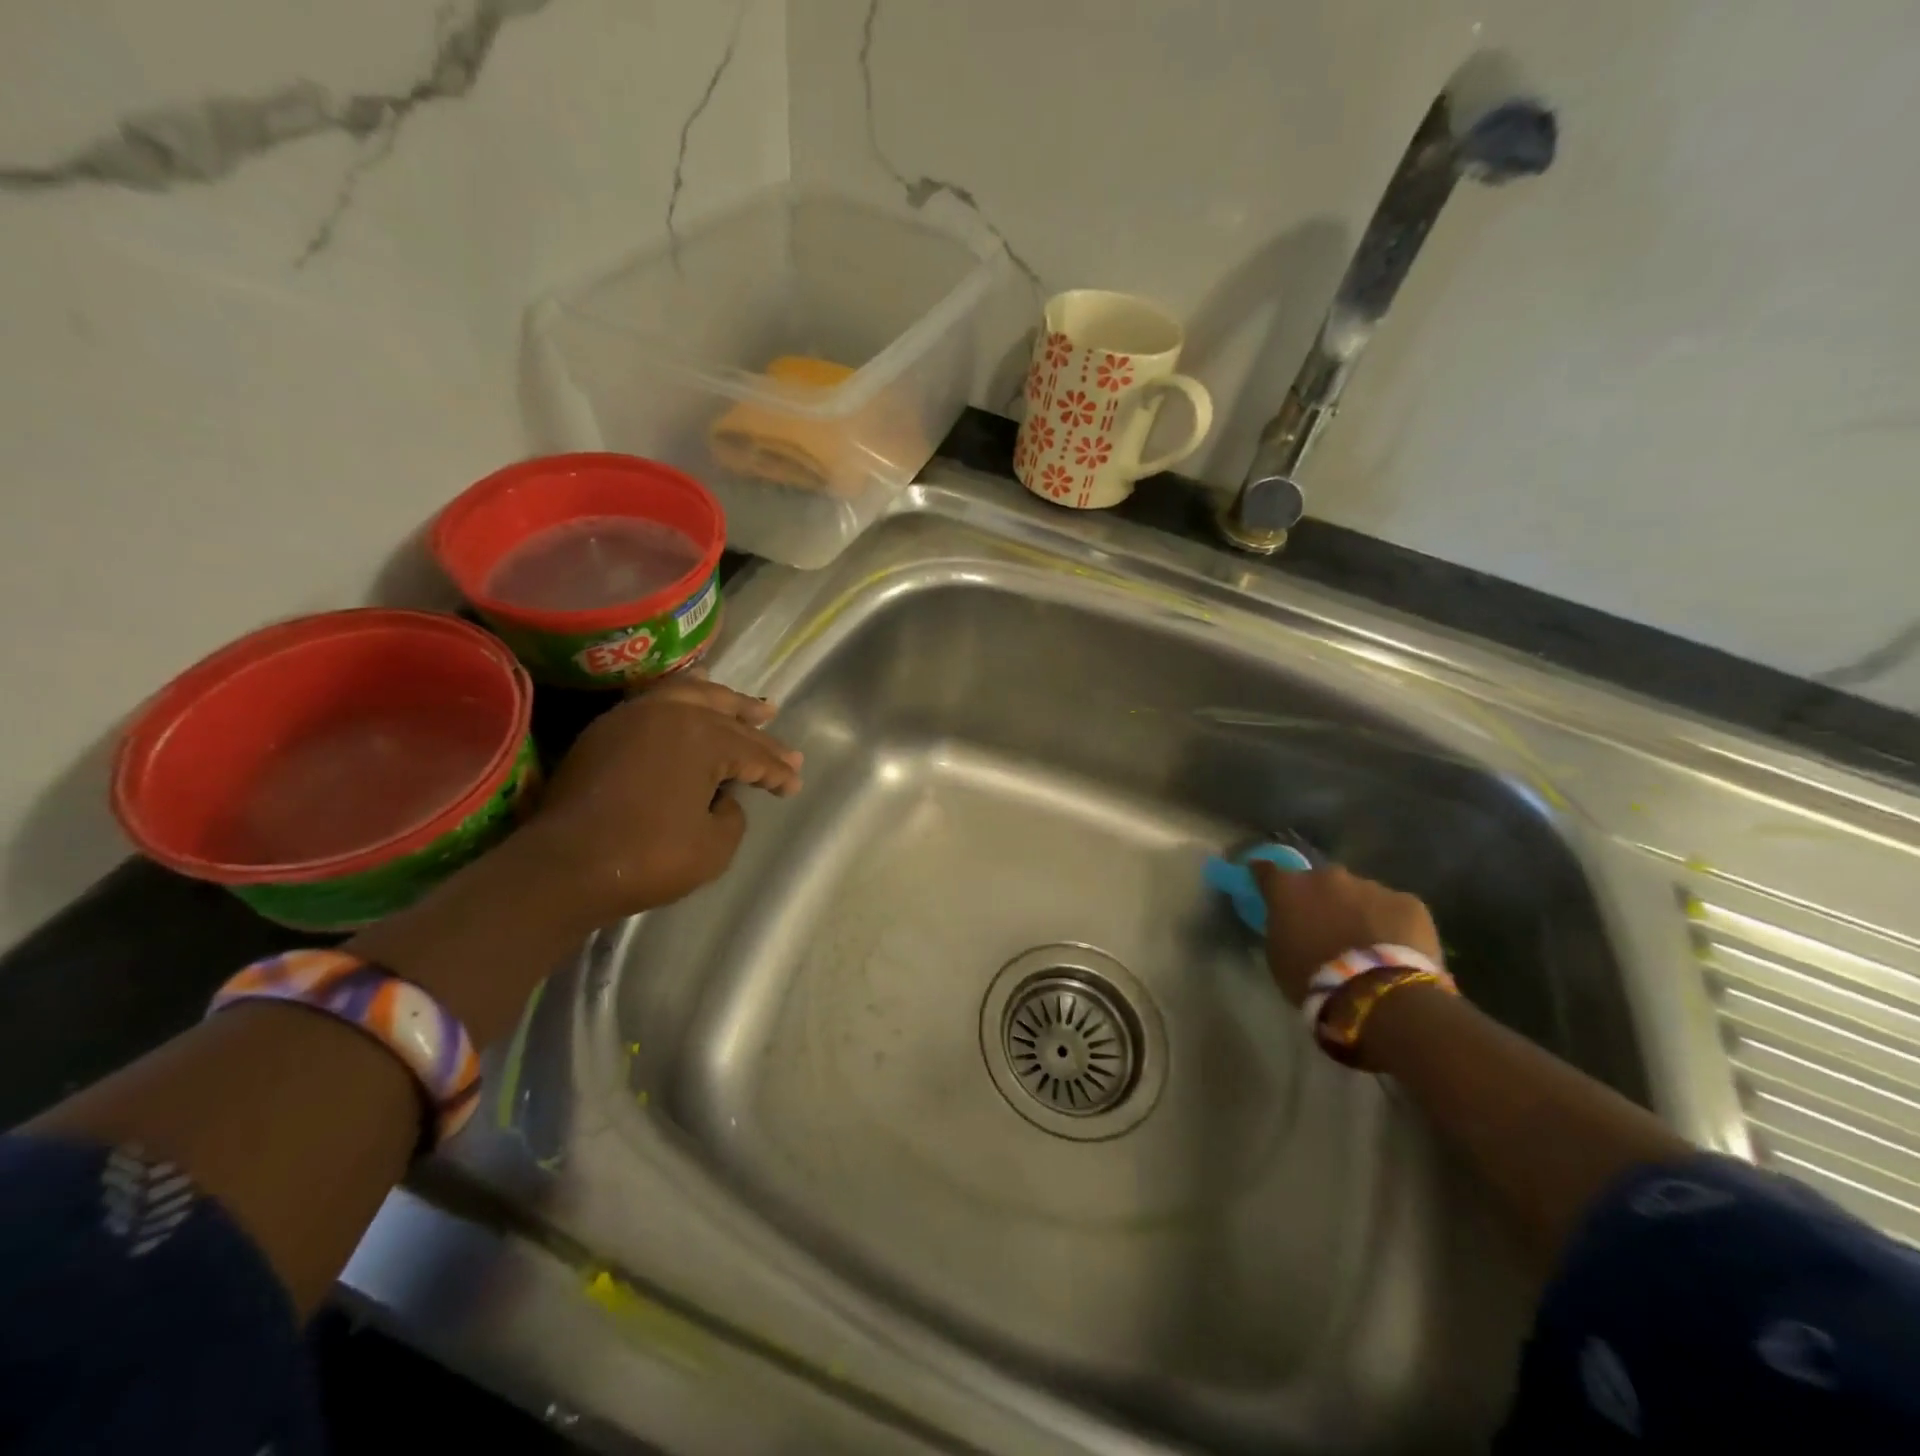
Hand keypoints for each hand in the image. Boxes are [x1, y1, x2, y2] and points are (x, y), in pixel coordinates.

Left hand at [520, 677, 801, 922]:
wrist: (564, 867)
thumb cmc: (649, 857)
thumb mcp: (715, 847)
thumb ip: (732, 816)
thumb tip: (721, 798)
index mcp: (704, 739)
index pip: (753, 753)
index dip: (777, 771)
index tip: (793, 785)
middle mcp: (672, 715)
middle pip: (726, 717)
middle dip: (757, 731)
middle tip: (781, 736)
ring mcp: (634, 717)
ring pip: (690, 695)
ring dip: (723, 700)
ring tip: (746, 703)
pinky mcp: (607, 730)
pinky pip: (655, 700)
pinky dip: (682, 696)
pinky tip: (692, 697)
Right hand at [1252, 862, 1441, 1005]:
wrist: (1378, 994)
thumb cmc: (1313, 979)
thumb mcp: (1278, 955)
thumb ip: (1281, 927)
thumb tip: (1288, 920)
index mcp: (1289, 888)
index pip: (1267, 870)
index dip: (1265, 875)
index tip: (1264, 880)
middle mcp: (1327, 877)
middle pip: (1320, 881)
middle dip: (1321, 897)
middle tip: (1325, 924)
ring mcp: (1370, 886)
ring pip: (1360, 894)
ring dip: (1357, 910)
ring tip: (1365, 942)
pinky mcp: (1408, 902)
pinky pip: (1394, 909)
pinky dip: (1392, 923)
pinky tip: (1396, 950)